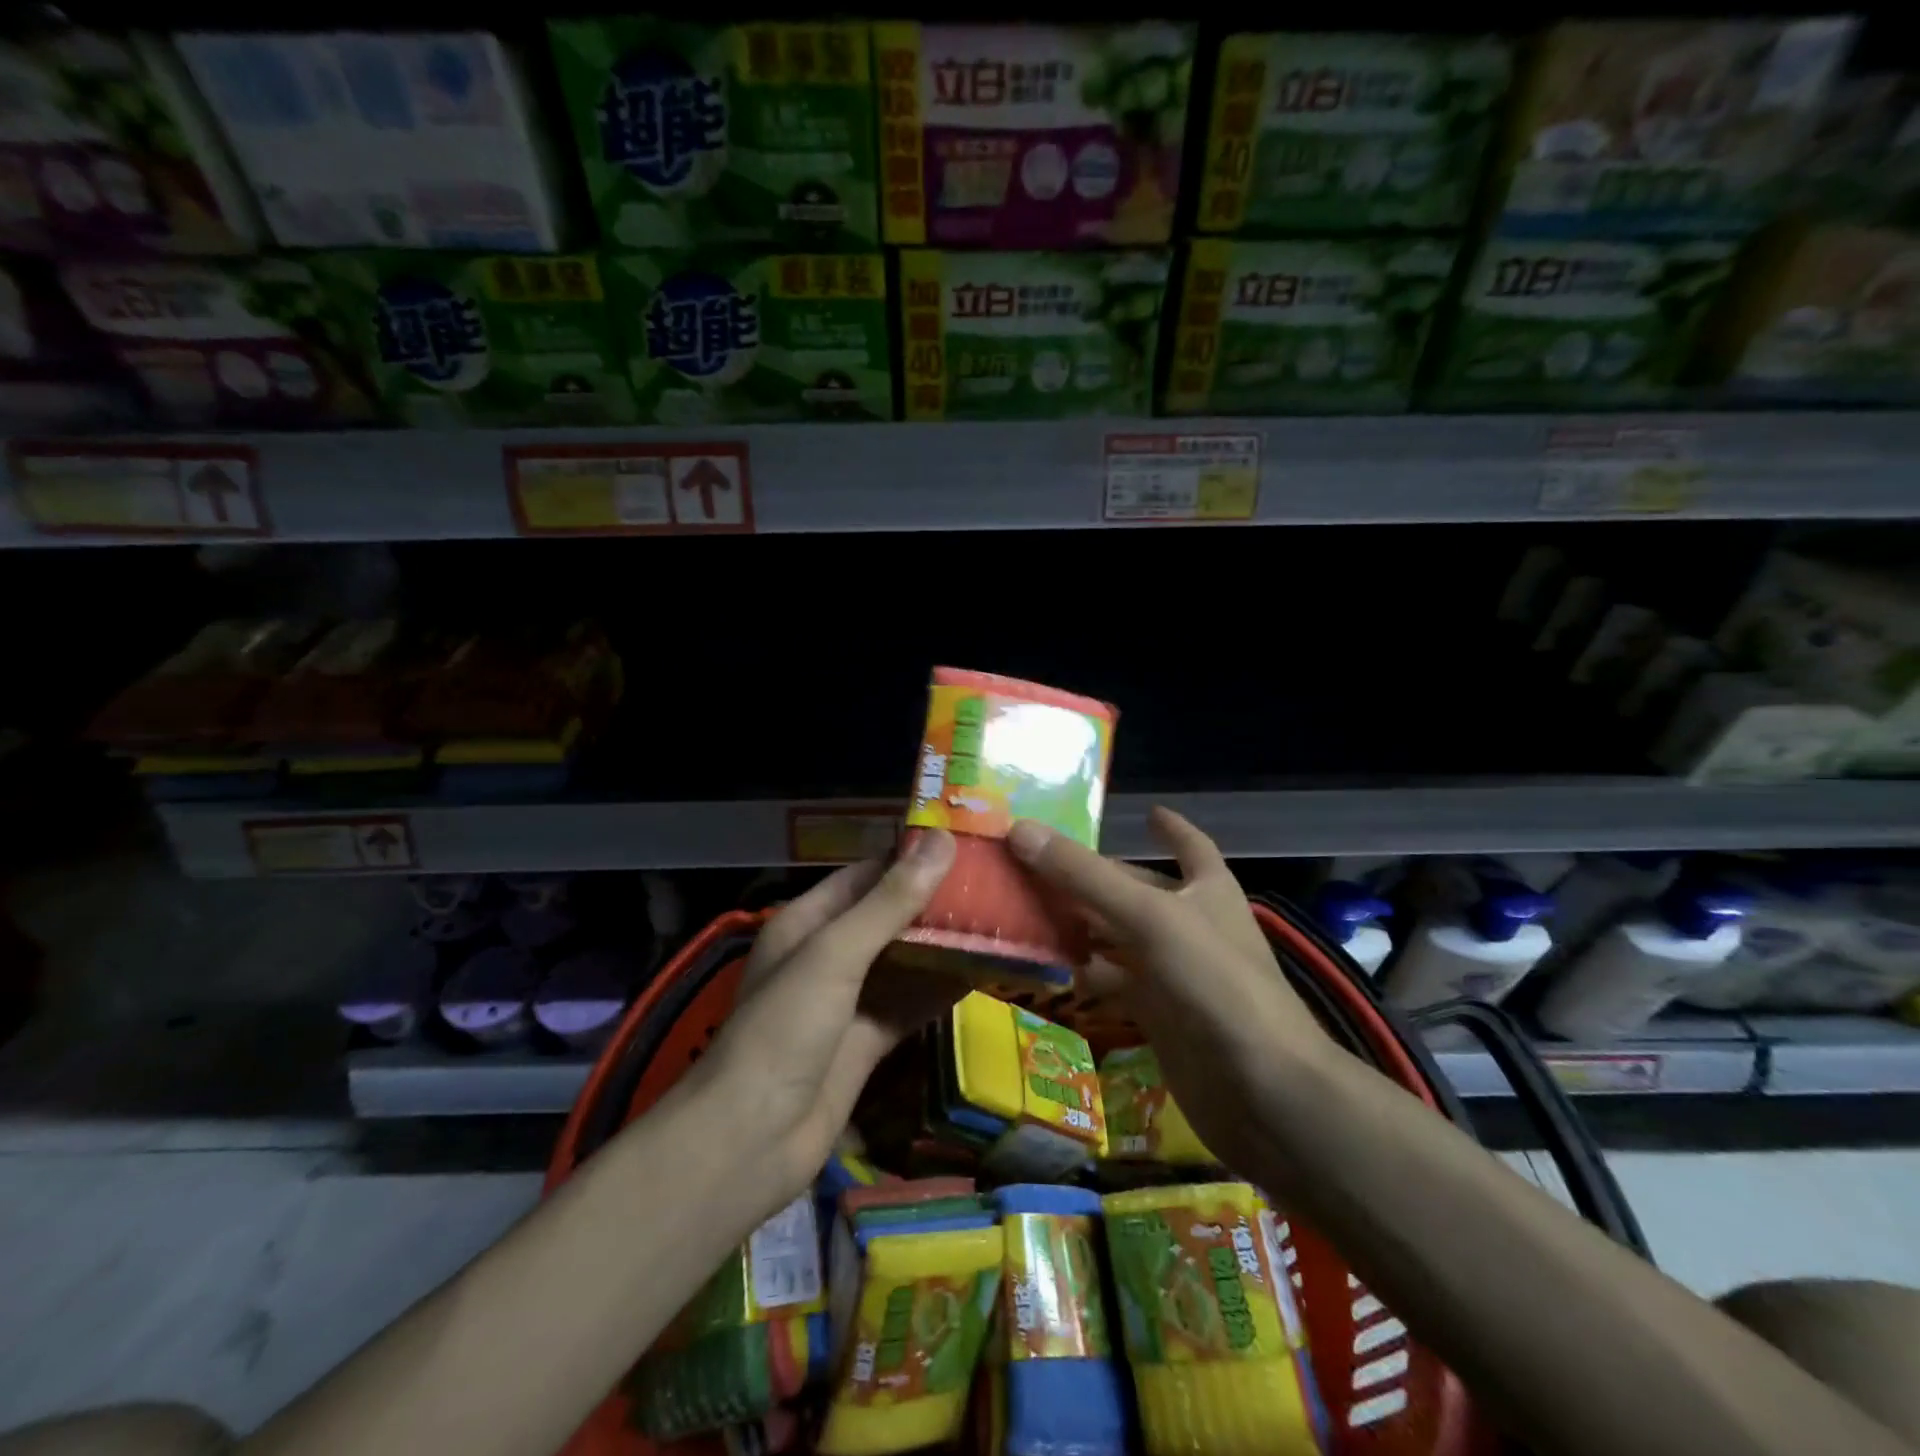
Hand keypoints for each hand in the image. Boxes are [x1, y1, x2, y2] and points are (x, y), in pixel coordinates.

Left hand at [696, 829, 964, 1193]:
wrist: (751, 1141)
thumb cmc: (785, 1029)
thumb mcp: (836, 954)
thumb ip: (890, 901)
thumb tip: (942, 841)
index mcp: (808, 921)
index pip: (868, 874)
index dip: (913, 857)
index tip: (967, 843)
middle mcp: (828, 954)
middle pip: (890, 916)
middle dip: (936, 901)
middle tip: (997, 883)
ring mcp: (848, 1000)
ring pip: (904, 960)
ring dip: (944, 945)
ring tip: (1000, 920)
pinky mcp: (866, 1041)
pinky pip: (910, 1003)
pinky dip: (941, 989)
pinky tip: (983, 973)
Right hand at [1006, 807, 1333, 1171]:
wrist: (1263, 1092)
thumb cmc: (1215, 983)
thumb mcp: (1150, 917)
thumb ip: (1084, 876)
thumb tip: (1020, 830)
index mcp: (1206, 890)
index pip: (1191, 846)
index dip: (1172, 828)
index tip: (1148, 812)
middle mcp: (1191, 925)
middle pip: (1135, 891)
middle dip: (1091, 878)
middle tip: (1033, 862)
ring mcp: (1175, 973)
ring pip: (1118, 937)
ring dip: (1079, 924)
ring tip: (1025, 907)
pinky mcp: (1159, 1016)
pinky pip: (1113, 982)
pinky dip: (1083, 972)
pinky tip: (1047, 966)